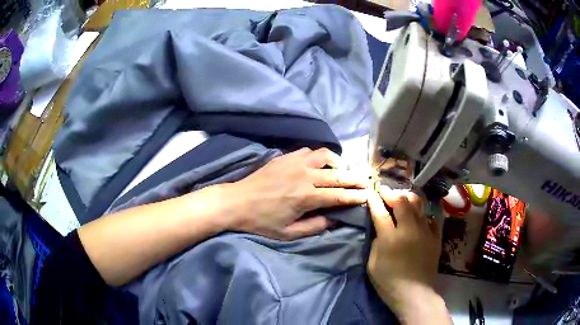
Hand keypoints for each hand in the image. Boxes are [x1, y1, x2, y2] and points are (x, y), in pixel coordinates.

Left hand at [220, 148, 368, 239]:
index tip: (367, 195)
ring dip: (338, 162)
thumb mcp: (288, 233)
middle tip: (365, 180)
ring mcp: (295, 163)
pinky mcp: (285, 157)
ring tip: (342, 170)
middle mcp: (304, 176)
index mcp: (306, 197)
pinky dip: (319, 156)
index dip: (355, 196)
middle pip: (338, 174)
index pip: (339, 195)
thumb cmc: (262, 221)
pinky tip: (319, 164)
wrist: (236, 202)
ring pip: (325, 155)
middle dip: (355, 178)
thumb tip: (336, 219)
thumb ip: (315, 226)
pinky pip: (309, 151)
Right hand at [366, 187, 450, 323]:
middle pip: (401, 202)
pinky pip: (432, 217)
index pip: (381, 212)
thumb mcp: (372, 264)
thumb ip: (376, 243)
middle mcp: (409, 229)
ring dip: (408, 198)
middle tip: (385, 191)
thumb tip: (380, 229)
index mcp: (390, 238)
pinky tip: (420, 215)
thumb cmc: (389, 281)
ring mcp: (425, 231)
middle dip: (391, 193)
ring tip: (402, 198)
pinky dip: (424, 213)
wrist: (414, 293)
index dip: (374, 200)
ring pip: (418, 204)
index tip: (371, 191)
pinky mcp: (436, 236)